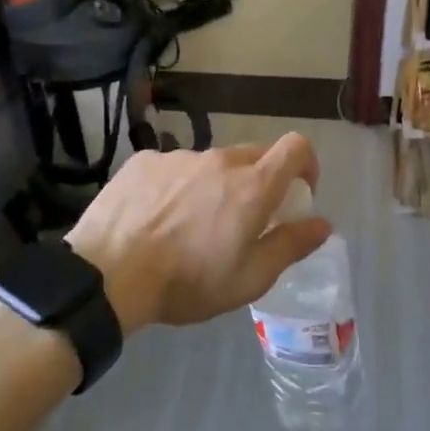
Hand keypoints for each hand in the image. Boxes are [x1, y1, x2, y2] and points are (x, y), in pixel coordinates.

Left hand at [65, 134, 330, 334]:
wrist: (106, 275)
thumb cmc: (187, 283)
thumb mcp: (249, 278)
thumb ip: (291, 245)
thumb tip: (323, 223)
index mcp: (252, 186)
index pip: (296, 147)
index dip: (306, 163)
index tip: (299, 191)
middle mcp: (219, 160)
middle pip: (254, 155)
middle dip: (260, 181)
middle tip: (244, 218)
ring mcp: (178, 157)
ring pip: (211, 164)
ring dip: (214, 186)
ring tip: (190, 225)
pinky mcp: (144, 161)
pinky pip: (174, 168)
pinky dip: (177, 187)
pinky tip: (156, 218)